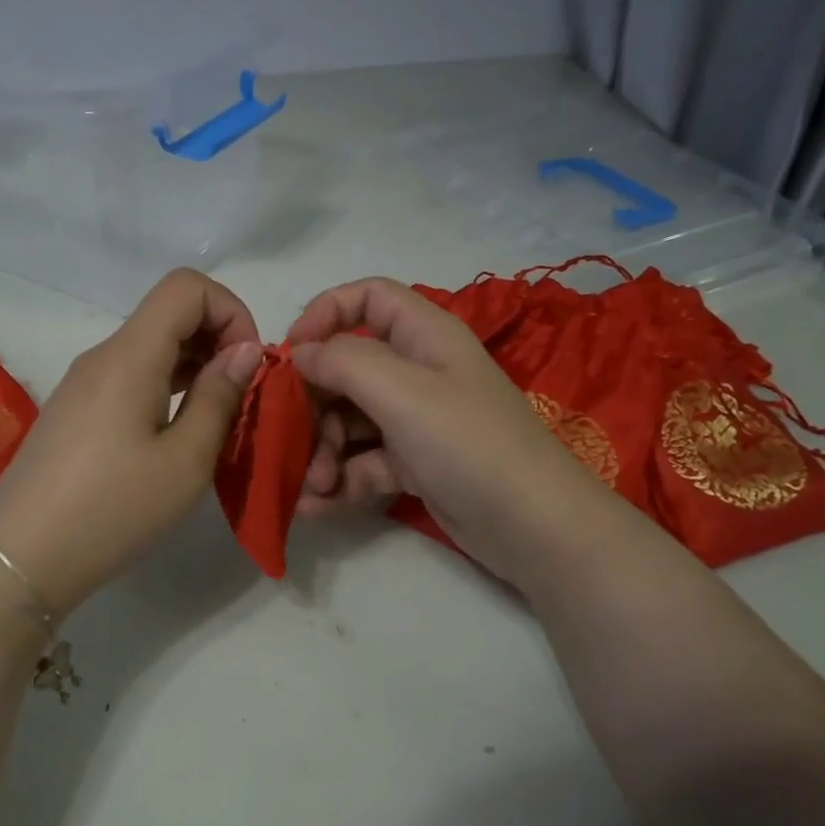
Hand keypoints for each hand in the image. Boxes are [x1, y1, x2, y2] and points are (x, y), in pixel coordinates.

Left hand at [0, 269, 262, 613]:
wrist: (21, 558)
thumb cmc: (112, 510)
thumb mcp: (185, 461)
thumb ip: (219, 397)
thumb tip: (245, 351)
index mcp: (130, 356)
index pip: (186, 286)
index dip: (231, 311)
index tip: (249, 366)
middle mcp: (104, 355)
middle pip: (170, 312)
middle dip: (219, 339)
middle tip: (243, 396)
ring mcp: (85, 382)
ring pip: (152, 345)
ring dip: (196, 366)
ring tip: (218, 417)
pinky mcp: (77, 409)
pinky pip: (133, 374)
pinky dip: (168, 385)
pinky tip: (180, 431)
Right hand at [287, 277, 611, 590]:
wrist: (533, 527)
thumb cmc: (468, 443)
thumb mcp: (402, 392)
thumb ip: (343, 362)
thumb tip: (301, 353)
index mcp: (423, 335)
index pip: (369, 298)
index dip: (325, 313)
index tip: (291, 352)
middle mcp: (418, 371)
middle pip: (347, 367)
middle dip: (314, 403)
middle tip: (294, 438)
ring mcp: (415, 420)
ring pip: (350, 419)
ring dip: (322, 450)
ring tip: (313, 487)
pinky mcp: (413, 464)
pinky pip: (363, 462)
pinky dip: (339, 481)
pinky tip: (316, 507)